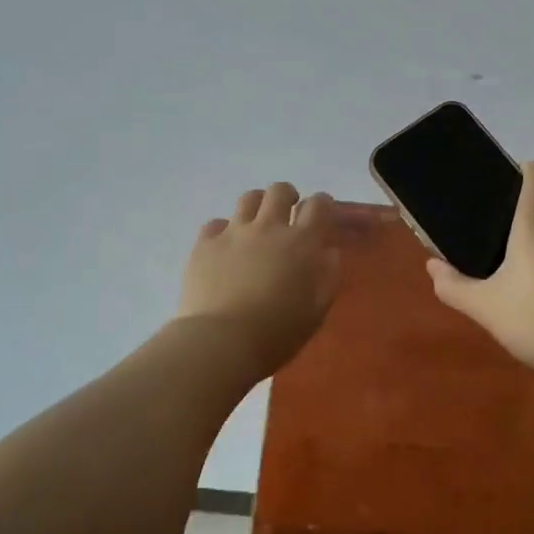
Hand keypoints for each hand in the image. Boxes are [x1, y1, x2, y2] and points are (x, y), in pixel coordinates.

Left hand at [177, 182, 341, 377]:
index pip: (319, 205)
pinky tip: (225, 247)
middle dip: (287, 196)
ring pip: (248, 198)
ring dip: (257, 205)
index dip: (323, 204)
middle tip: (288, 212)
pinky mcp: (205, 244)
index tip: (322, 213)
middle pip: (279, 191)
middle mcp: (268, 228)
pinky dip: (224, 230)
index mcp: (301, 243)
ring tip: (256, 223)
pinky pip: (215, 223)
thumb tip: (329, 252)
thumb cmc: (277, 332)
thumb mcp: (316, 311)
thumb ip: (328, 276)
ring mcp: (234, 233)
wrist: (222, 342)